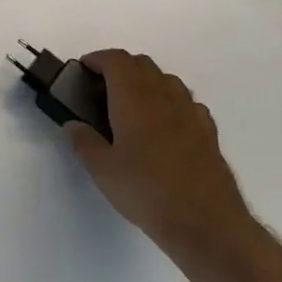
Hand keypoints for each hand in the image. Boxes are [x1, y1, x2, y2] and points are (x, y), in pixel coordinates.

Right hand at [64, 50, 253, 249]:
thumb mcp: (102, 170)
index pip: (117, 60)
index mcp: (134, 100)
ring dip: (146, 81)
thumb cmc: (145, 191)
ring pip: (167, 80)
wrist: (205, 222)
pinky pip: (186, 102)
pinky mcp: (208, 132)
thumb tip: (73, 125)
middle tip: (101, 89)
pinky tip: (162, 126)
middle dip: (120, 67)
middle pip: (143, 64)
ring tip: (130, 106)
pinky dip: (169, 102)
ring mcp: (191, 113)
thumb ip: (83, 142)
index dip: (98, 59)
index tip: (83, 69)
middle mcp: (165, 98)